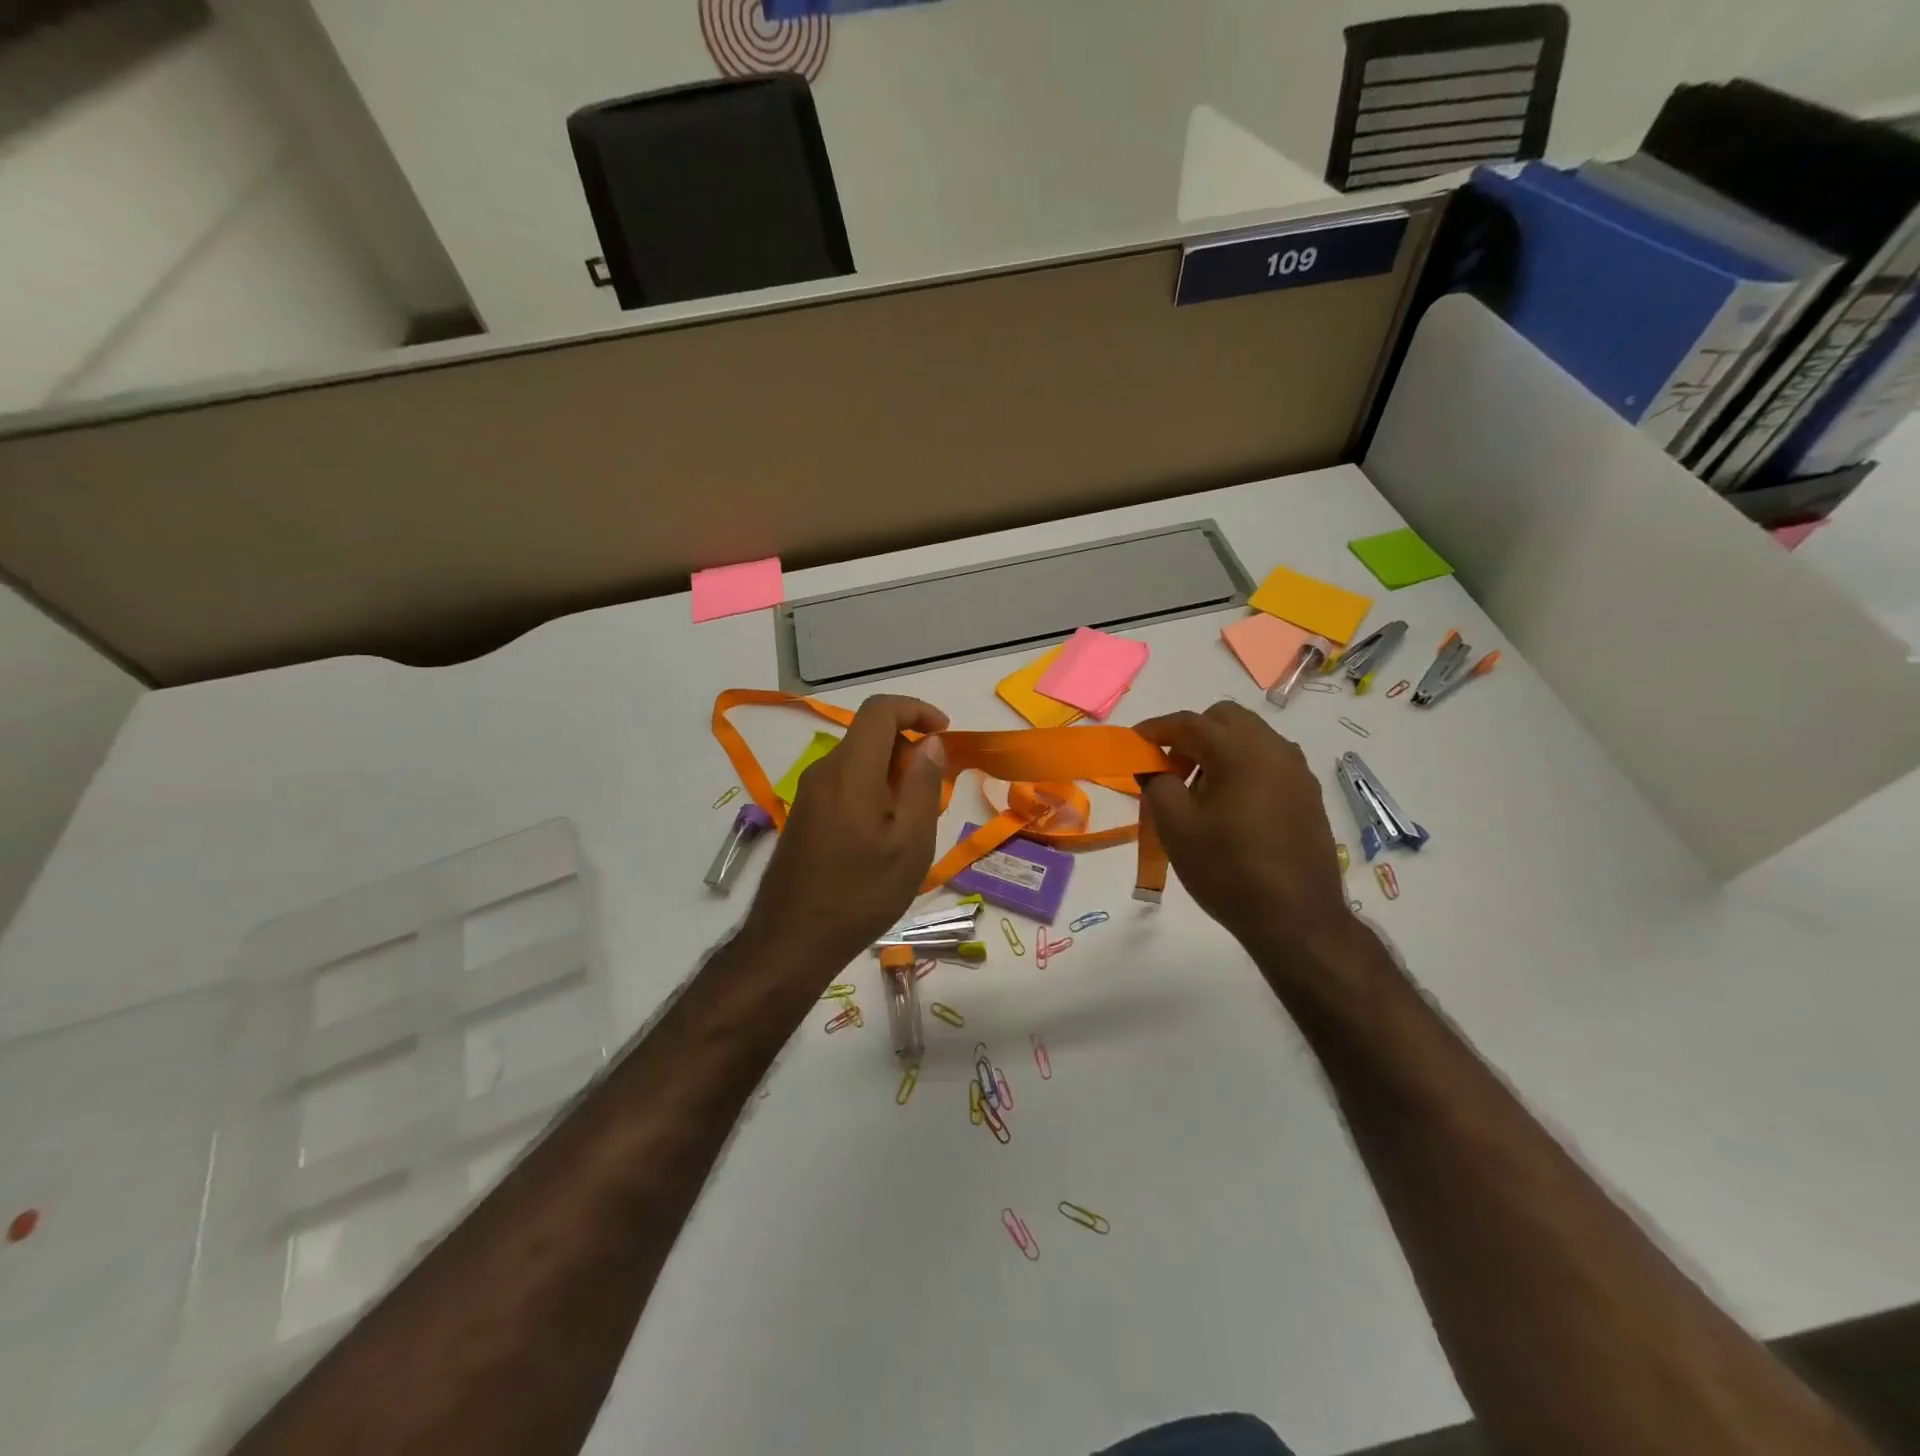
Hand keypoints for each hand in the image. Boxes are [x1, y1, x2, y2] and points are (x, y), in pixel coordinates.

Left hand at [742, 695, 949, 972]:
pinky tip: (884, 834)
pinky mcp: (804, 814)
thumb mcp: (910, 844)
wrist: (792, 941)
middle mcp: (824, 771)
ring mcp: (809, 793)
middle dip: (908, 747)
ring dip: (892, 772)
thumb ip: (923, 785)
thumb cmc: (861, 894)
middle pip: (869, 734)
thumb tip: (930, 742)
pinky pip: (844, 783)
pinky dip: (872, 789)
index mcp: (850, 770)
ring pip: (858, 760)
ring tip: (913, 820)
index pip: (880, 709)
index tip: (944, 733)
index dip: (917, 709)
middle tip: (934, 790)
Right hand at [1133, 701, 1351, 970]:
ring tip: (1198, 787)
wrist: (1296, 918)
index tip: (1135, 744)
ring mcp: (1297, 770)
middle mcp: (1273, 749)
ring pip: (1251, 736)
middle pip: (1225, 718)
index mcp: (1239, 751)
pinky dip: (1243, 765)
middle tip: (1169, 766)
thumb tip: (1154, 766)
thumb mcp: (1176, 828)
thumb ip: (1157, 784)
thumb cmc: (1228, 870)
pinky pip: (1269, 760)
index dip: (1156, 729)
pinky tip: (1230, 804)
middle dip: (1191, 733)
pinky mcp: (1308, 793)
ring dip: (1219, 748)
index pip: (1189, 722)